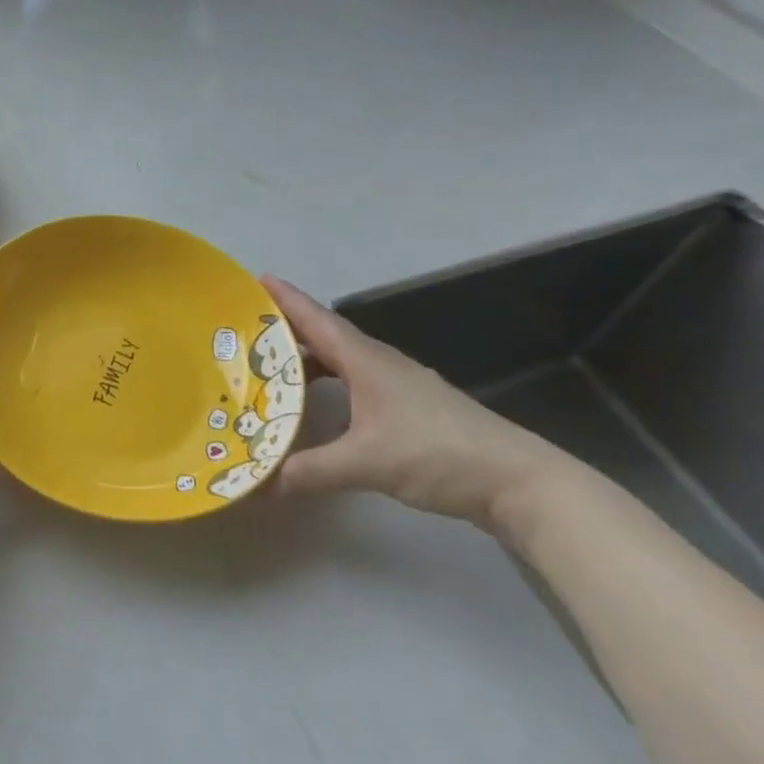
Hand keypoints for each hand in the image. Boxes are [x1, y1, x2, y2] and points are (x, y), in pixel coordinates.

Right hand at [265, 276, 565, 529]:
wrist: (519, 482)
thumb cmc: (438, 454)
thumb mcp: (367, 463)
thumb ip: (311, 470)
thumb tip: (259, 483)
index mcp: (365, 360)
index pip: (316, 319)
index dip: (285, 299)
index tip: (255, 279)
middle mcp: (378, 363)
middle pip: (324, 334)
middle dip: (285, 328)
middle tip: (245, 329)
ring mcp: (397, 384)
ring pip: (340, 359)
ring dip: (306, 358)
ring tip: (269, 366)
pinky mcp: (409, 407)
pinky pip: (353, 380)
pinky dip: (327, 382)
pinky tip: (316, 404)